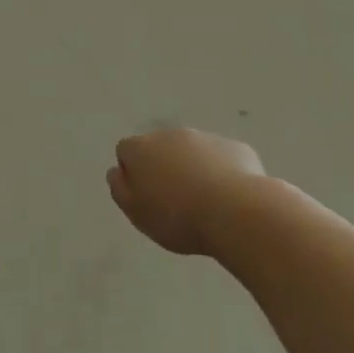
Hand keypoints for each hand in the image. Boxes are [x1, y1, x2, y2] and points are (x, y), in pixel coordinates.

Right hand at [109, 128, 265, 256]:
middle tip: (174, 202)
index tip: (145, 197)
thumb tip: (117, 171)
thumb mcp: (136, 213)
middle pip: (160, 148)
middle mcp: (171, 135)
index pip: (126, 151)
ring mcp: (206, 138)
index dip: (132, 173)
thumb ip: (120, 189)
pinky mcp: (236, 147)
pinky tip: (230, 198)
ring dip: (193, 169)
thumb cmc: (178, 217)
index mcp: (142, 148)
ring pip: (192, 152)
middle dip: (164, 168)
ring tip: (205, 203)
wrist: (236, 212)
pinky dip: (222, 173)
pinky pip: (222, 159)